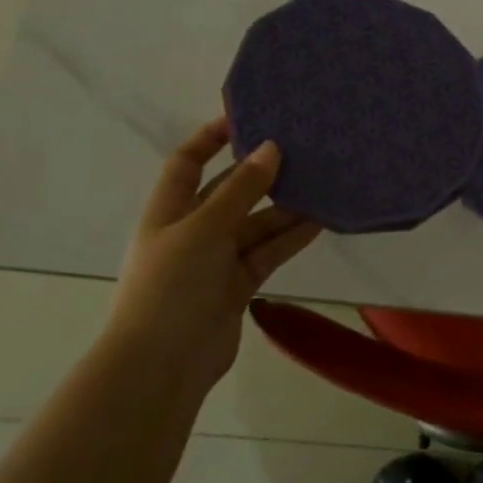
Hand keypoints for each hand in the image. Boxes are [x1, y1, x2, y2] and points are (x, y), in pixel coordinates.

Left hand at [108, 118, 320, 397]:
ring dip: (284, 208)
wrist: (162, 366)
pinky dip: (290, 238)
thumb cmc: (171, 285)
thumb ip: (242, 189)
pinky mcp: (236, 286)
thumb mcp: (205, 228)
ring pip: (255, 224)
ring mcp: (214, 261)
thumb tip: (271, 147)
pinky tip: (320, 221)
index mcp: (168, 210)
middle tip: (301, 151)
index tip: (247, 116)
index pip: (188, 162)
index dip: (211, 137)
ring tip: (321, 184)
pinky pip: (267, 252)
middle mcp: (191, 231)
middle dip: (260, 173)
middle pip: (229, 192)